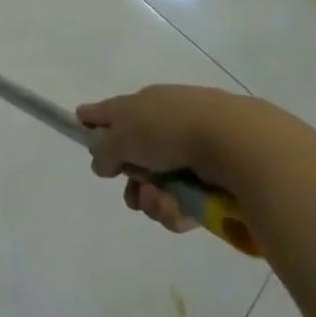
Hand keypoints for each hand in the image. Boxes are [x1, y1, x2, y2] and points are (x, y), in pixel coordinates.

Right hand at [77, 85, 302, 237]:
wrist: (232, 141)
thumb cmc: (168, 129)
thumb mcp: (122, 136)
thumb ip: (104, 150)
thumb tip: (100, 161)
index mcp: (144, 104)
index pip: (111, 110)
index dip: (94, 120)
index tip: (82, 129)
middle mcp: (166, 122)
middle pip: (135, 157)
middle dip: (131, 183)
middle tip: (132, 195)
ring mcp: (192, 149)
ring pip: (160, 184)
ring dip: (154, 200)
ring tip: (162, 204)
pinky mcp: (215, 176)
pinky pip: (186, 199)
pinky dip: (178, 209)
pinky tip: (180, 212)